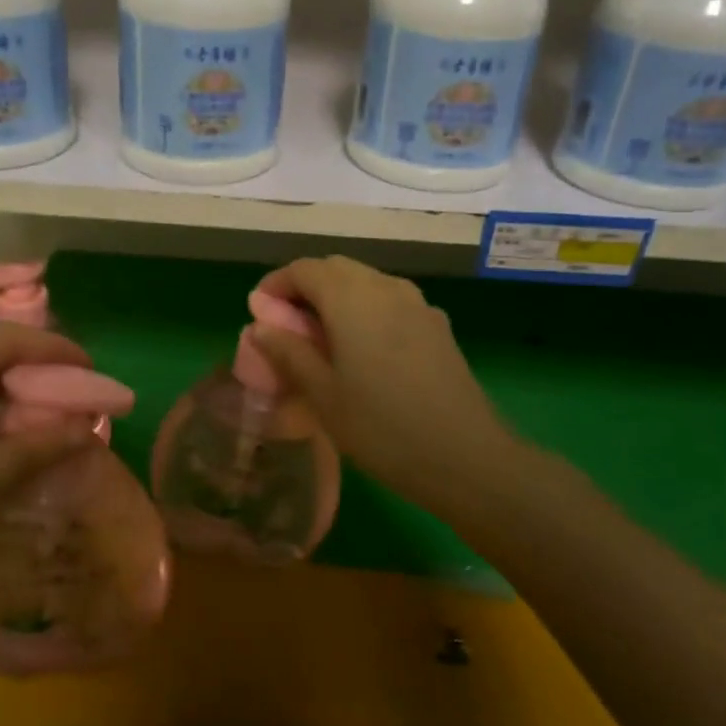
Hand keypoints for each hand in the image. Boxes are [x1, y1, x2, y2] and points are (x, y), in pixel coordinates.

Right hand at [251, 257, 526, 515]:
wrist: (466, 456)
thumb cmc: (382, 427)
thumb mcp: (323, 395)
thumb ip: (289, 353)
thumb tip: (260, 327)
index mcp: (352, 298)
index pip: (304, 269)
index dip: (276, 285)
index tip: (259, 312)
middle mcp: (385, 287)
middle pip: (336, 269)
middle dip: (305, 287)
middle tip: (287, 325)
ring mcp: (417, 304)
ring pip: (366, 282)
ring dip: (336, 297)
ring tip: (321, 338)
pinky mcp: (436, 325)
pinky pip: (390, 301)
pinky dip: (365, 310)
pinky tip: (363, 350)